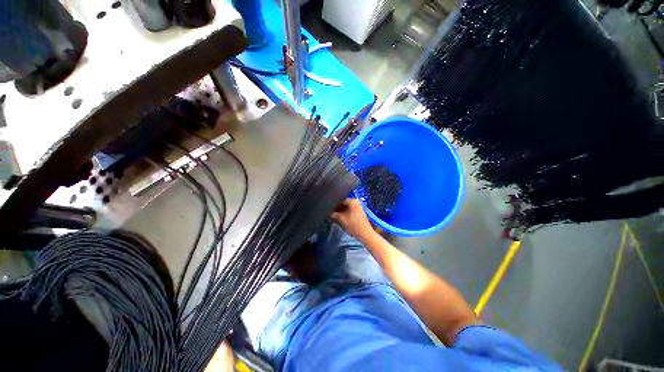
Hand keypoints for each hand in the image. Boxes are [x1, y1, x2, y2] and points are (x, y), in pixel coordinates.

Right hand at [331, 198, 374, 240]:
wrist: (365, 234)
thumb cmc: (353, 226)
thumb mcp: (341, 219)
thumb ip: (333, 214)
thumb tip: (327, 211)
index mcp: (352, 201)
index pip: (339, 199)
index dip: (332, 204)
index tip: (327, 208)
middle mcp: (355, 201)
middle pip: (342, 203)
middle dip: (336, 208)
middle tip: (329, 212)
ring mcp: (357, 206)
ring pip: (345, 207)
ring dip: (339, 211)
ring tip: (333, 215)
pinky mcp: (358, 211)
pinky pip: (348, 209)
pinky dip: (343, 213)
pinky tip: (339, 217)